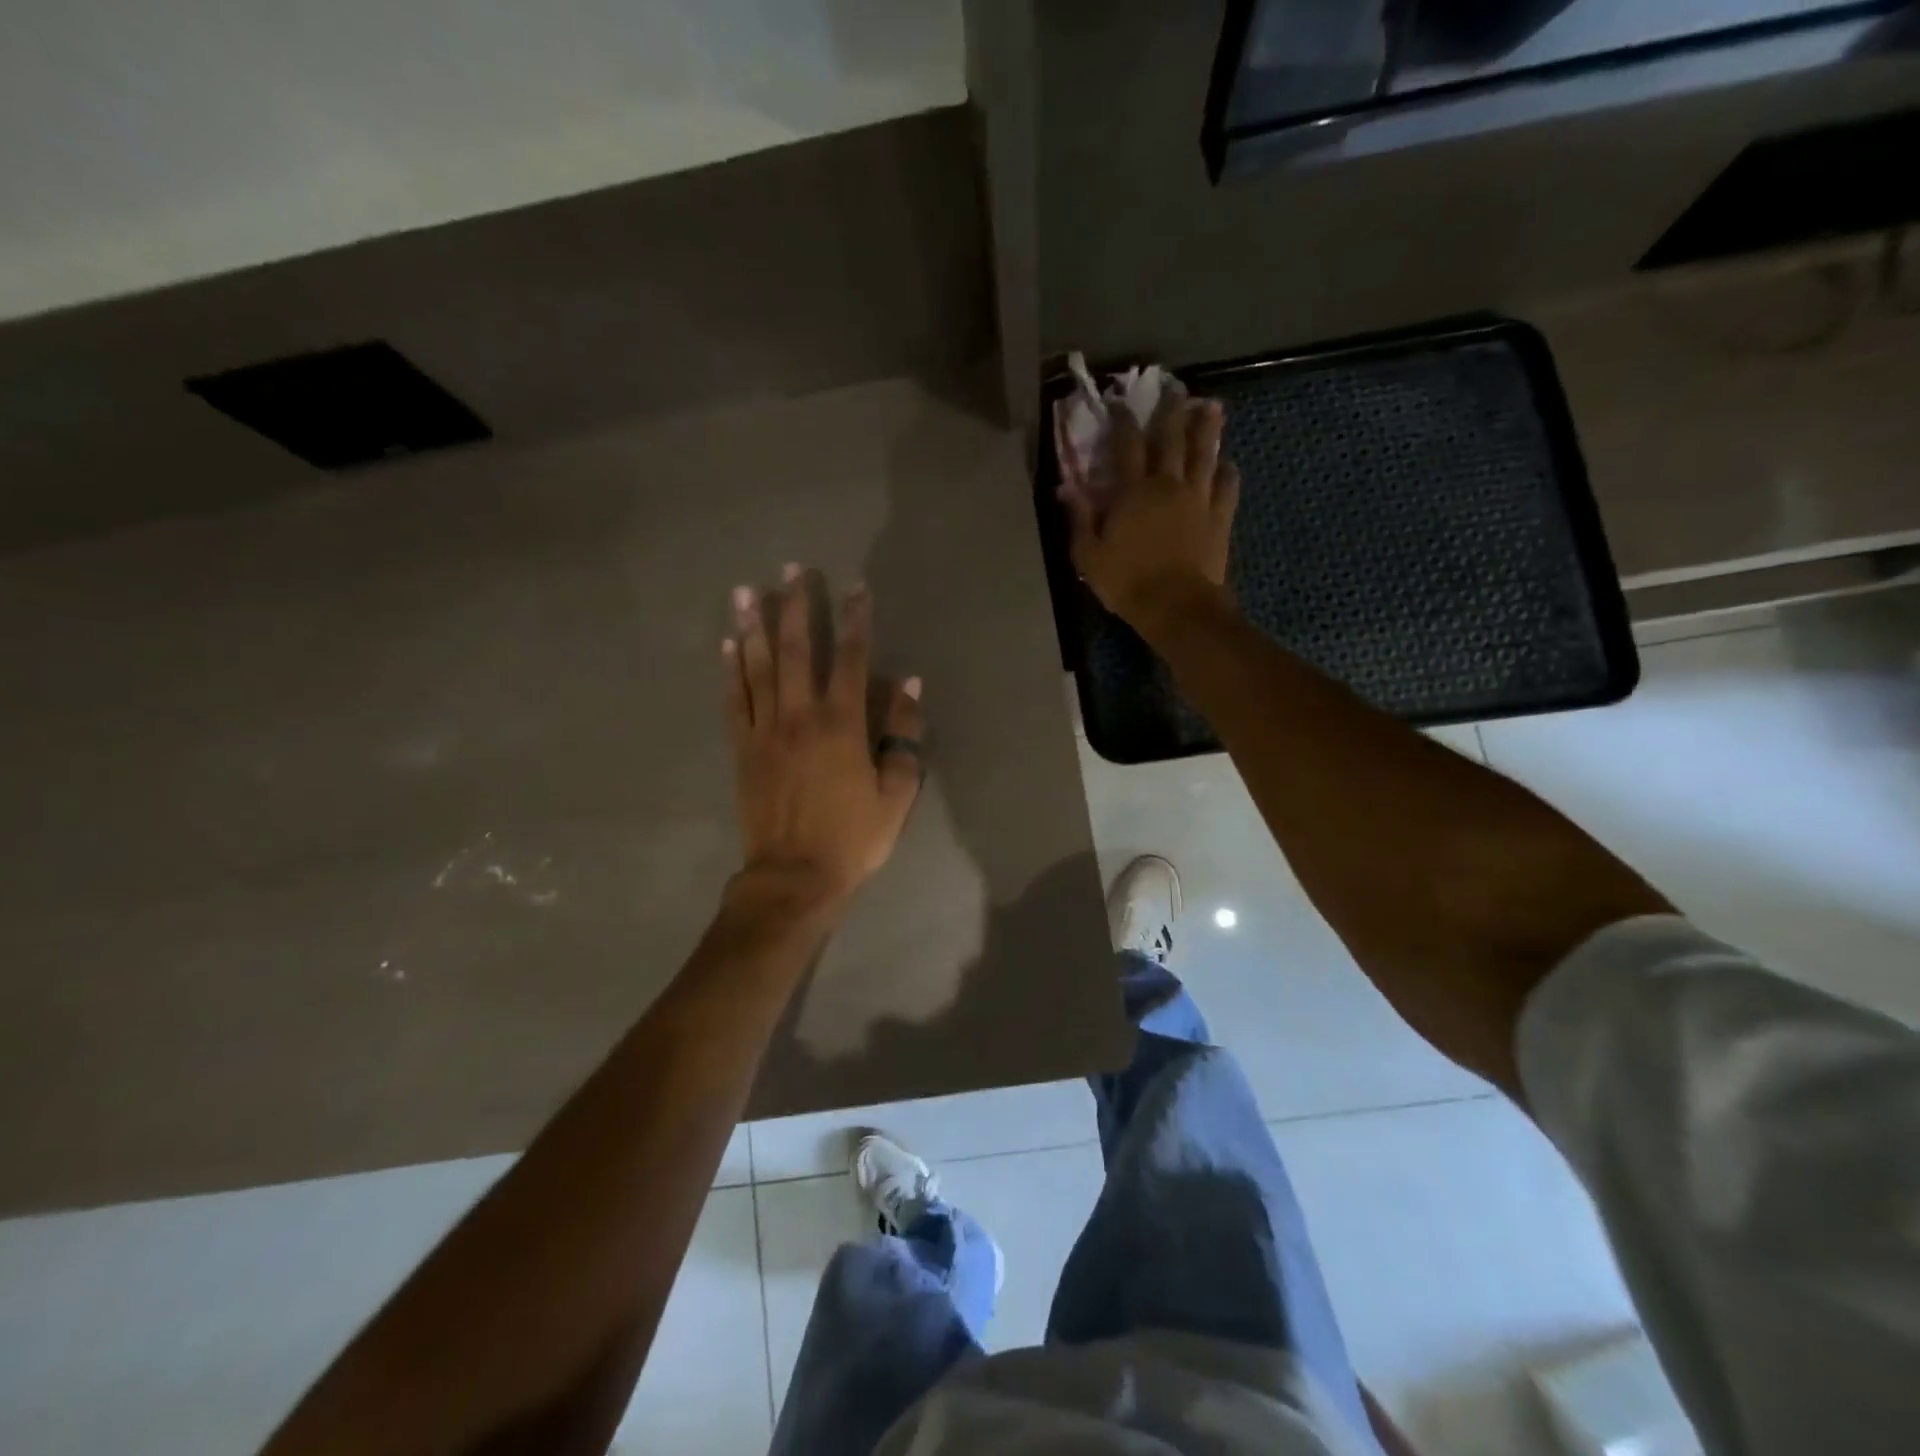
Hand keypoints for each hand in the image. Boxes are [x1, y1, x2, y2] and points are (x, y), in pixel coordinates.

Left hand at [723, 566, 923, 913]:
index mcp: (842, 725)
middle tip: (791, 569)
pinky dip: (730, 670)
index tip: (855, 587)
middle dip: (796, 606)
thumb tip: (908, 686)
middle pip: (797, 650)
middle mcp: (800, 716)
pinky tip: (726, 644)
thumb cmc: (852, 838)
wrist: (793, 876)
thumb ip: (902, 736)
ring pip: (757, 667)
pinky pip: (733, 700)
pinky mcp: (742, 749)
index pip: (851, 659)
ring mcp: (765, 730)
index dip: (856, 620)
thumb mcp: (896, 793)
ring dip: (753, 626)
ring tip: (745, 589)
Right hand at [1066, 397, 1240, 635]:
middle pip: (1172, 440)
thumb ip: (1079, 519)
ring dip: (1207, 430)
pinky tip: (1228, 463)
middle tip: (1176, 390)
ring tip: (1211, 408)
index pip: (1127, 446)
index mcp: (1133, 492)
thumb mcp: (1088, 556)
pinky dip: (1227, 472)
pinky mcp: (1220, 517)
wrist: (1176, 605)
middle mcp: (1168, 485)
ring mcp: (1198, 499)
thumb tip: (1066, 488)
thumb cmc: (1126, 581)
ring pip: (1205, 455)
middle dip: (1172, 413)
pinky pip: (1227, 487)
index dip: (1123, 422)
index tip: (1121, 403)